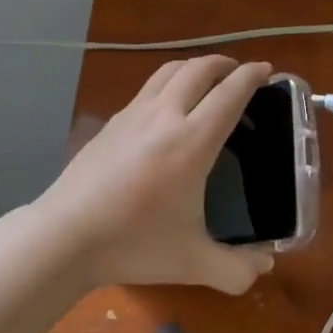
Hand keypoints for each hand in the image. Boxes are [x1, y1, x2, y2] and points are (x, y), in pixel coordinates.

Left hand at [35, 56, 277, 294]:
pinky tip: (167, 107)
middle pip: (200, 69)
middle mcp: (166, 115)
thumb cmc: (134, 244)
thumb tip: (266, 265)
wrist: (65, 235)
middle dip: (224, 64)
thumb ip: (235, 268)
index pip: (230, 93)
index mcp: (193, 141)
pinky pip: (149, 87)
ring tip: (206, 79)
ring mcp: (135, 113)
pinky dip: (169, 82)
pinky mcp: (113, 121)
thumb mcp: (192, 263)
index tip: (266, 69)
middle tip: (239, 74)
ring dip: (195, 66)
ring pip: (170, 70)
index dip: (252, 76)